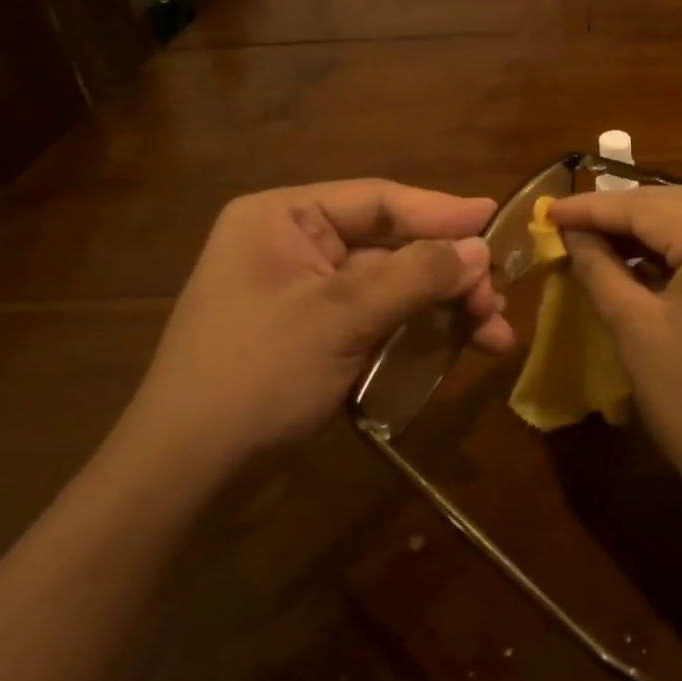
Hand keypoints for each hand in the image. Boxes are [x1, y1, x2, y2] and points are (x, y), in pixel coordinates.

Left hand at [110, 181, 515, 483]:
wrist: (184, 481)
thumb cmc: (256, 378)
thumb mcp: (342, 318)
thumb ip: (416, 276)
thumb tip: (480, 249)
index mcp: (283, 218)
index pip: (379, 200)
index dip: (442, 211)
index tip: (496, 220)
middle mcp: (294, 246)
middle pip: (392, 245)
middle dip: (449, 274)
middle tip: (497, 303)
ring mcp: (306, 296)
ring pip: (393, 287)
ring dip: (444, 308)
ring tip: (495, 336)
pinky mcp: (317, 339)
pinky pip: (380, 322)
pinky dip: (420, 334)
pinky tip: (461, 350)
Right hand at [550, 186, 681, 543]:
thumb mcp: (636, 331)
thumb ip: (599, 269)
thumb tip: (569, 233)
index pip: (649, 206)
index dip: (593, 207)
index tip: (548, 210)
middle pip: (679, 204)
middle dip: (621, 213)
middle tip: (568, 224)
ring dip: (651, 228)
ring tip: (597, 237)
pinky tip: (644, 258)